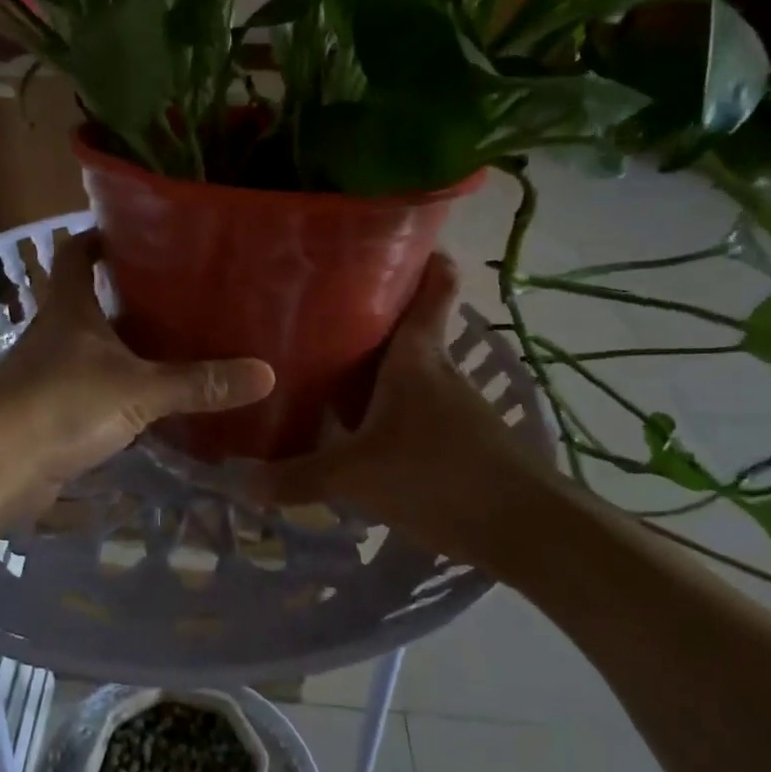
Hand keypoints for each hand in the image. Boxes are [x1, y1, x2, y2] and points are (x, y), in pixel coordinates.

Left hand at [0, 231, 275, 511]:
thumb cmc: (59, 405)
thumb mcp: (137, 390)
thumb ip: (198, 383)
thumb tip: (265, 373)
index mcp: (69, 307)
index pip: (77, 252)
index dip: (101, 236)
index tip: (139, 233)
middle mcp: (56, 332)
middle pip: (90, 298)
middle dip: (129, 293)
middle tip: (182, 292)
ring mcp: (51, 373)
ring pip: (94, 346)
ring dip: (127, 343)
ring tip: (180, 341)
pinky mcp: (51, 411)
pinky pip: (94, 388)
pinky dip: (120, 387)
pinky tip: (154, 399)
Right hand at [246, 253, 554, 561]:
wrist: (526, 530)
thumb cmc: (438, 476)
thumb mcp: (357, 476)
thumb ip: (300, 476)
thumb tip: (244, 482)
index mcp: (417, 358)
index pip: (433, 287)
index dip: (422, 258)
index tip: (391, 241)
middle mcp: (439, 371)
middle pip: (409, 329)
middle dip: (372, 319)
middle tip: (320, 315)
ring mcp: (455, 408)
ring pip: (410, 374)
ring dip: (378, 370)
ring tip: (328, 372)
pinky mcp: (462, 442)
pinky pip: (416, 411)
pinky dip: (390, 411)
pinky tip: (361, 432)